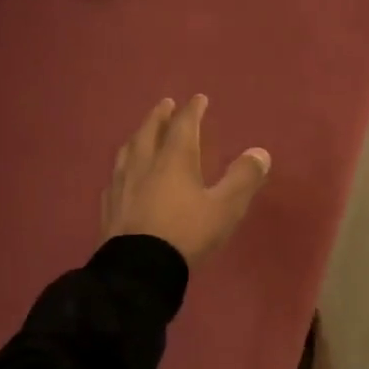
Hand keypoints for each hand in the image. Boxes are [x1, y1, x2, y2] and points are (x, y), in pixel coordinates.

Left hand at [101, 95, 270, 267]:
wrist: (138, 270)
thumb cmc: (186, 234)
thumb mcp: (224, 208)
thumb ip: (243, 179)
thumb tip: (260, 153)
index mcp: (173, 160)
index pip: (183, 126)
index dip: (192, 110)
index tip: (198, 99)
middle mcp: (144, 165)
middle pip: (150, 132)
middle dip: (159, 116)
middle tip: (165, 104)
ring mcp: (121, 186)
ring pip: (127, 152)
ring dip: (138, 137)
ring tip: (141, 133)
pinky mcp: (109, 208)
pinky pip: (115, 178)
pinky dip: (123, 168)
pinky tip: (122, 176)